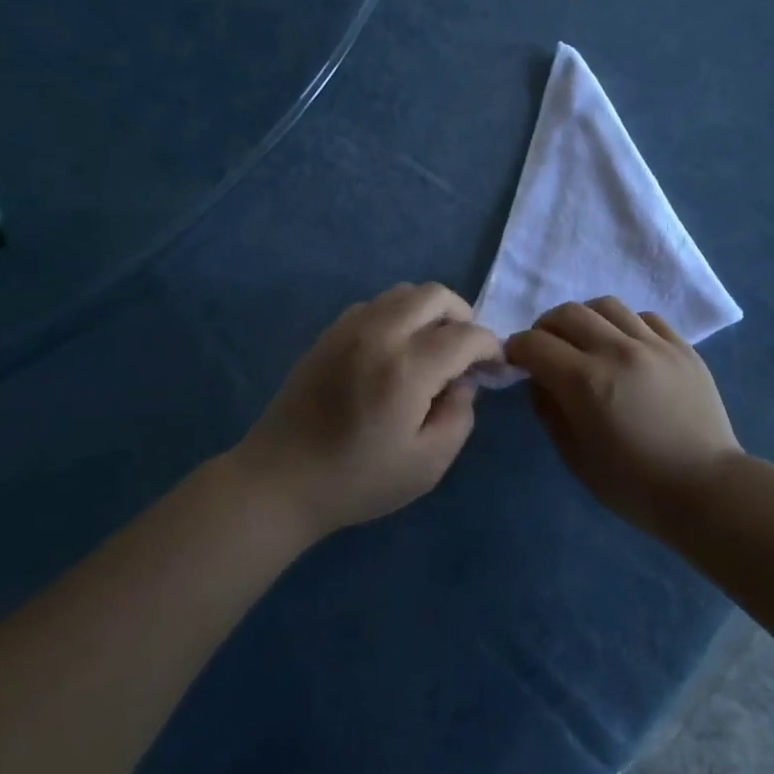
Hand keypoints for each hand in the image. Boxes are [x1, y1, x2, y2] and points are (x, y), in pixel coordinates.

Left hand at [235, 283, 501, 538]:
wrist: (279, 480)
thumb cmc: (357, 481)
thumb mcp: (427, 465)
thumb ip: (459, 417)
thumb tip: (463, 382)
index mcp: (407, 368)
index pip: (466, 335)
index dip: (490, 348)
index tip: (494, 368)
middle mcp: (380, 334)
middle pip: (435, 295)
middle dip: (462, 317)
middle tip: (464, 352)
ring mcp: (349, 328)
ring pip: (403, 292)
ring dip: (428, 312)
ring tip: (429, 349)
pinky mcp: (328, 333)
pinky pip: (375, 305)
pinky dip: (397, 316)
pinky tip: (393, 351)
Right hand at [505, 297, 742, 536]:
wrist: (705, 489)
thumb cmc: (634, 484)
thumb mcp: (575, 456)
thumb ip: (549, 410)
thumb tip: (540, 379)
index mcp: (587, 382)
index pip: (536, 344)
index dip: (517, 348)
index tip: (515, 359)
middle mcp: (618, 351)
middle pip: (568, 313)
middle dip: (545, 327)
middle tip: (546, 348)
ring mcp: (654, 345)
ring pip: (606, 306)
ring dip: (584, 319)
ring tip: (585, 341)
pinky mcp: (682, 347)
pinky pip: (644, 318)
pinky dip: (624, 325)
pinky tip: (625, 347)